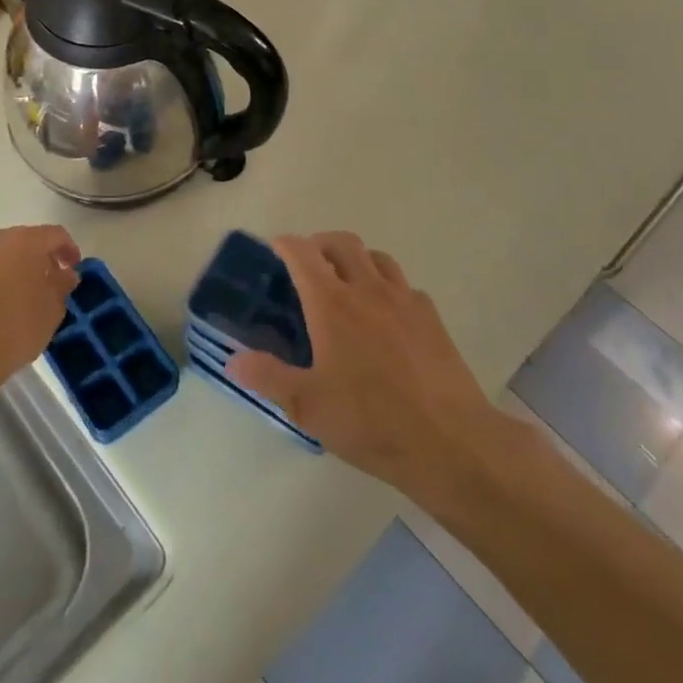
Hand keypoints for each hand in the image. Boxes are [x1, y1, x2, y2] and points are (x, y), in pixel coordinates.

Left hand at [0, 225, 80, 395]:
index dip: (69, 249)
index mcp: (25, 242)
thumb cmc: (15, 329)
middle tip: (48, 283)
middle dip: (38, 259)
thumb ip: (61, 286)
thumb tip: (64, 274)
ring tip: (17, 299)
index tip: (73, 270)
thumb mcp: (52, 311)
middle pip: (23, 242)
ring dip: (10, 271)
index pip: (55, 235)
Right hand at [227, 232, 493, 492]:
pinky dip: (388, 287)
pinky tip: (386, 315)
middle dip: (321, 243)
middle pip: (342, 242)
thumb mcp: (308, 407)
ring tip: (347, 282)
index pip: (303, 253)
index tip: (275, 248)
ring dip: (357, 259)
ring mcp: (404, 300)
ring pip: (377, 257)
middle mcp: (367, 289)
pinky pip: (404, 286)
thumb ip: (268, 378)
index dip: (286, 244)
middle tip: (308, 263)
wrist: (450, 440)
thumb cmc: (370, 422)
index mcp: (332, 304)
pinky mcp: (431, 317)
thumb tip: (233, 361)